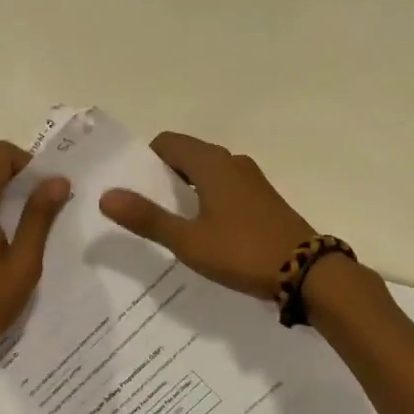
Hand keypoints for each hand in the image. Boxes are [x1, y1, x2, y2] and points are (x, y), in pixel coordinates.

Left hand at [0, 140, 71, 368]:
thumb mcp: (23, 263)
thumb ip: (39, 217)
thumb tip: (58, 180)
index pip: (1, 154)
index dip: (29, 162)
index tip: (48, 190)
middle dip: (20, 179)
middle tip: (46, 209)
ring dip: (4, 195)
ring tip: (28, 227)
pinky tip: (3, 241)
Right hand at [99, 132, 315, 299]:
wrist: (306, 271)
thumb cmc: (242, 251)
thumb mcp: (188, 241)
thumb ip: (148, 218)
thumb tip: (106, 196)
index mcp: (211, 163)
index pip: (168, 142)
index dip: (145, 160)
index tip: (133, 189)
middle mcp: (232, 162)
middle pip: (187, 155)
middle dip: (164, 176)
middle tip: (146, 209)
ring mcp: (252, 180)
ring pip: (208, 172)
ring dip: (187, 189)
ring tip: (171, 222)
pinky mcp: (264, 199)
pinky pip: (226, 187)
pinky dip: (208, 199)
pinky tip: (205, 230)